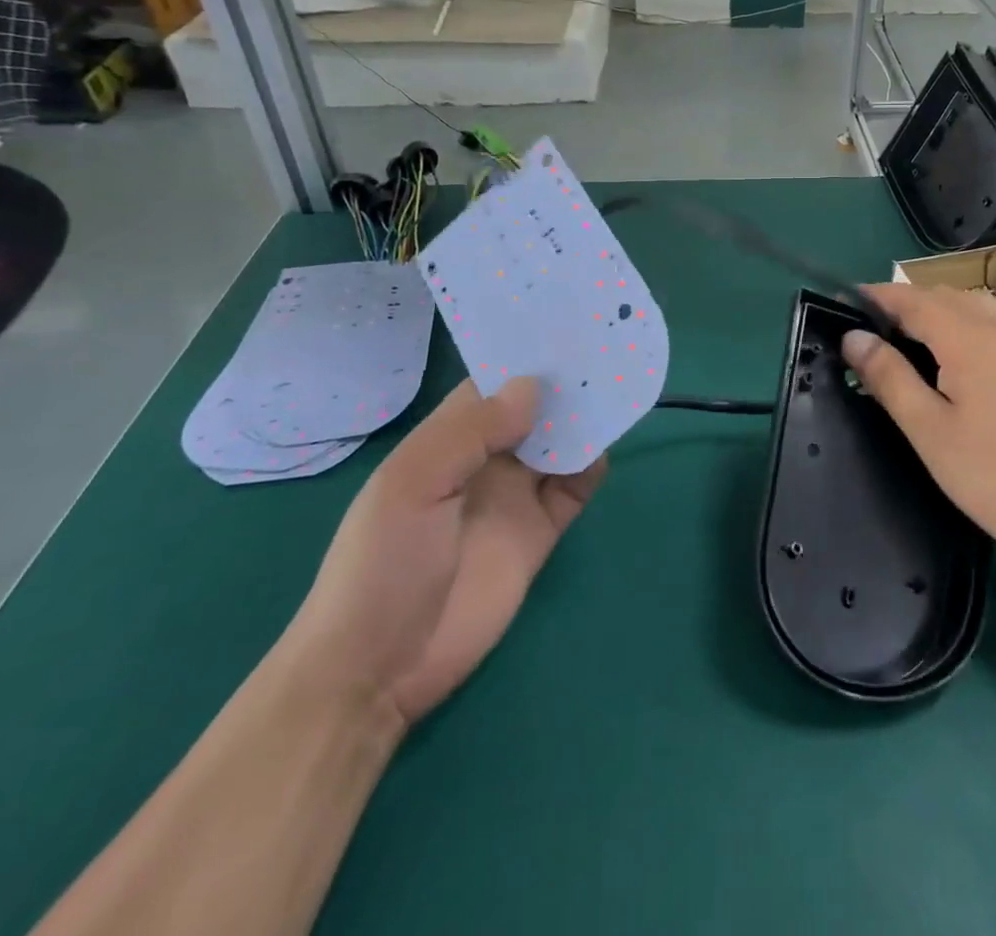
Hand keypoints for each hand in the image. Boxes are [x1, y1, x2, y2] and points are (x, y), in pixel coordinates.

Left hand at [281, 376, 605, 729]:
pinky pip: (574, 488)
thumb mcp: (411, 486)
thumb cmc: (382, 563)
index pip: (492, 383)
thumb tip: (533, 387)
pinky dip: (591, 467)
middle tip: (606, 351)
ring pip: (559, 443)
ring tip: (615, 391)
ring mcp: (515, 496)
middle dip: (564, 384)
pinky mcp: (540, 532)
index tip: (566, 326)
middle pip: (533, 409)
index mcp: (448, 439)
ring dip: (583, 421)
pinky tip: (602, 452)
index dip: (524, 356)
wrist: (380, 668)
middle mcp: (486, 459)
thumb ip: (470, 432)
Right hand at [841, 283, 995, 567]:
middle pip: (944, 296)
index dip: (878, 296)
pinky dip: (965, 323)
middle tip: (871, 329)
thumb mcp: (927, 430)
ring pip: (973, 305)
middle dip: (905, 302)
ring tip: (909, 339)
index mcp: (970, 340)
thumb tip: (853, 337)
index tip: (846, 302)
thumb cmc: (990, 476)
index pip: (914, 300)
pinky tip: (956, 357)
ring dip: (937, 309)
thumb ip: (888, 376)